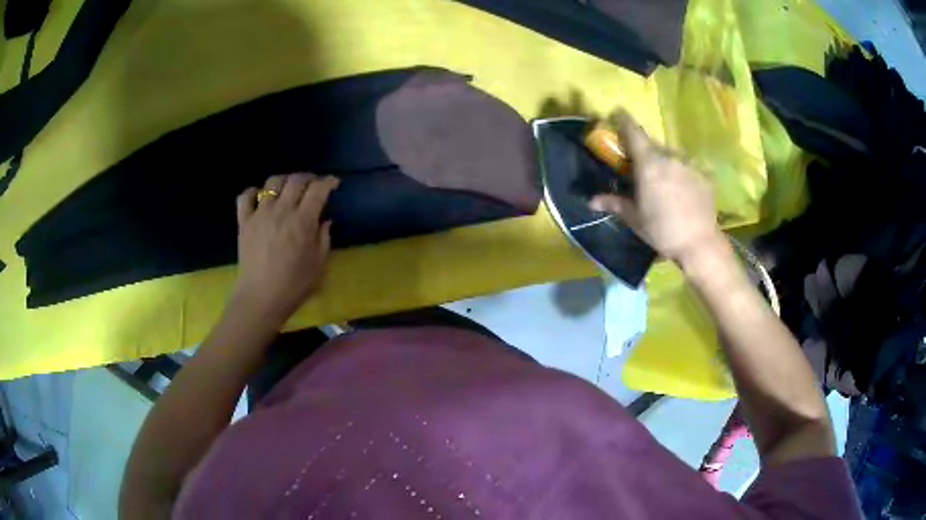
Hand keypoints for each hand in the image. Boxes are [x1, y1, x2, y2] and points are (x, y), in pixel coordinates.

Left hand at [232, 173, 338, 324]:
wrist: (261, 298)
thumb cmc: (294, 285)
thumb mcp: (319, 265)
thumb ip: (323, 238)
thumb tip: (324, 221)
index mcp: (303, 221)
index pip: (318, 190)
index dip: (328, 182)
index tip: (333, 183)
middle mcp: (282, 210)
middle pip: (296, 180)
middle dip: (308, 178)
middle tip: (313, 186)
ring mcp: (260, 214)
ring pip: (272, 183)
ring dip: (284, 181)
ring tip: (288, 189)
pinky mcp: (244, 222)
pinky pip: (246, 197)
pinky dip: (253, 192)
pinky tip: (259, 198)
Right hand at [589, 111, 721, 265]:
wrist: (699, 243)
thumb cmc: (662, 230)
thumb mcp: (635, 218)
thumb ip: (614, 203)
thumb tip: (591, 200)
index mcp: (649, 163)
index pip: (634, 132)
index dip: (624, 120)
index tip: (617, 112)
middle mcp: (669, 157)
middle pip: (653, 147)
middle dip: (645, 153)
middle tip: (641, 169)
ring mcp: (689, 164)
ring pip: (672, 157)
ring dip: (665, 164)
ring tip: (665, 185)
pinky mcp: (704, 175)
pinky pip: (687, 168)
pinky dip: (681, 175)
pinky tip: (683, 193)